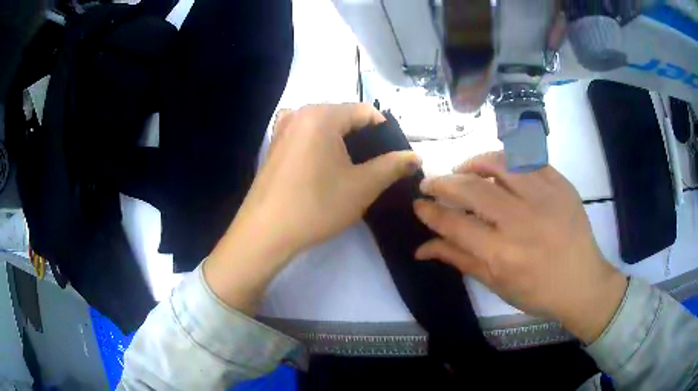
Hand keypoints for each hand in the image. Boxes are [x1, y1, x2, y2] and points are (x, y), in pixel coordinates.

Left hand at [205, 104, 419, 313]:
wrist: (266, 232)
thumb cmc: (317, 206)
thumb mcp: (363, 186)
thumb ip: (393, 166)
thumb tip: (415, 156)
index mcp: (322, 115)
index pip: (366, 112)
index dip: (385, 132)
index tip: (392, 156)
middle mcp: (300, 112)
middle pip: (344, 116)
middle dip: (363, 137)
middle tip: (374, 166)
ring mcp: (282, 128)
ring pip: (324, 127)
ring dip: (342, 142)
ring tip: (350, 169)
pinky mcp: (274, 145)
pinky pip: (306, 136)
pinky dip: (321, 146)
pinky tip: (323, 168)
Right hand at [413, 151, 626, 342]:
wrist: (582, 282)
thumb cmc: (537, 292)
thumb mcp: (496, 284)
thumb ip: (459, 259)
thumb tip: (422, 247)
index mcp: (502, 254)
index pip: (454, 224)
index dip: (430, 212)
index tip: (418, 204)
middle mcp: (521, 221)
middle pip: (471, 189)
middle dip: (442, 182)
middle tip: (430, 182)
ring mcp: (544, 198)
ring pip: (499, 163)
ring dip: (473, 162)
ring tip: (463, 169)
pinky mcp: (560, 184)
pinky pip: (528, 159)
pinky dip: (507, 159)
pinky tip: (499, 167)